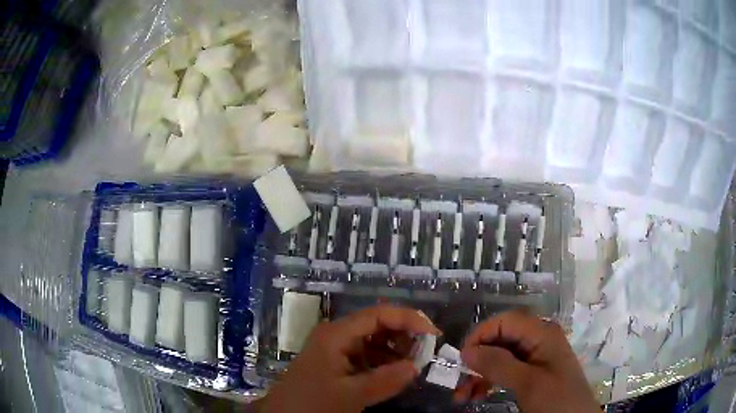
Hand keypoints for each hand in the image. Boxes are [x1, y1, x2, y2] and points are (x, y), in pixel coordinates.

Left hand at [261, 305, 440, 412]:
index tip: (434, 334)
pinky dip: (385, 362)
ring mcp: (337, 348)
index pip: (379, 314)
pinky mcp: (338, 362)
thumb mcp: (350, 396)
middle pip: (378, 324)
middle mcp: (337, 335)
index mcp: (337, 334)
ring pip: (374, 340)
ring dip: (396, 350)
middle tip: (426, 353)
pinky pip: (368, 355)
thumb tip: (416, 366)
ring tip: (413, 365)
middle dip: (404, 335)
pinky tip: (395, 373)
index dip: (409, 319)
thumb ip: (384, 380)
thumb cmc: (313, 403)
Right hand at [456, 311, 599, 412]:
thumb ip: (499, 364)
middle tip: (459, 382)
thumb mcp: (528, 383)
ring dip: (479, 374)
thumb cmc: (557, 399)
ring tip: (463, 396)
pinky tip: (478, 395)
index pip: (505, 321)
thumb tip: (467, 351)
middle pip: (500, 340)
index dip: (481, 335)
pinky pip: (506, 371)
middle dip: (477, 360)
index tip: (462, 359)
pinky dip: (489, 382)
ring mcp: (535, 357)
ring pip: (500, 357)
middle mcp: (537, 340)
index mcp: (542, 333)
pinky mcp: (532, 373)